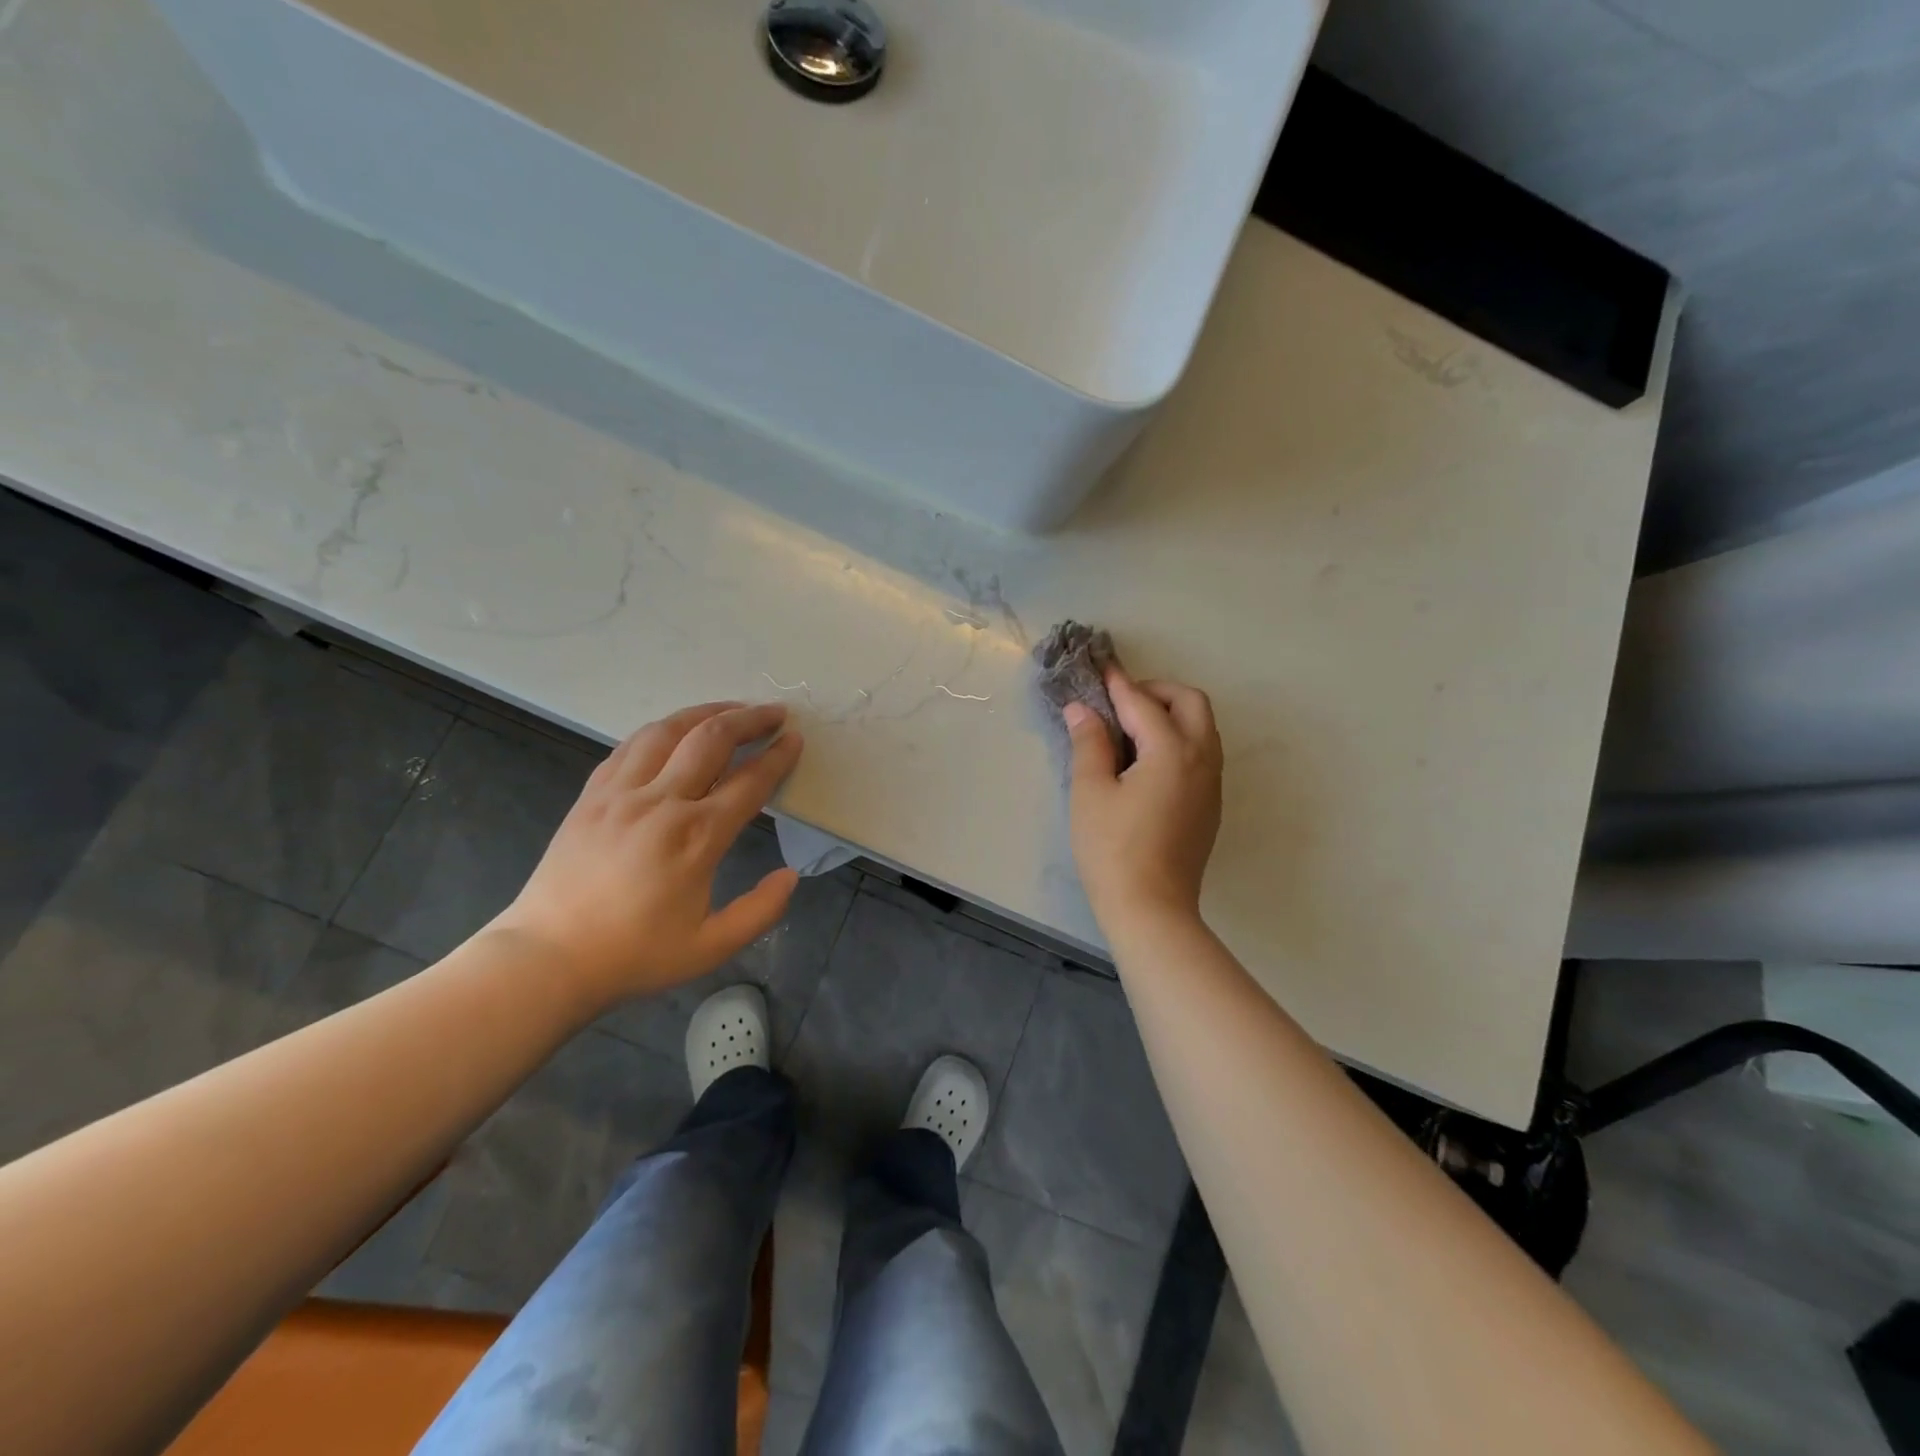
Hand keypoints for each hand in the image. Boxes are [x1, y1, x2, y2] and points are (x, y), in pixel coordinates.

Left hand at [491, 701, 803, 1010]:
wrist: (548, 959)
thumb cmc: (635, 955)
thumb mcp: (711, 947)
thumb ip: (760, 911)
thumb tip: (790, 875)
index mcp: (697, 837)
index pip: (749, 781)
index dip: (778, 756)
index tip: (795, 739)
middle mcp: (661, 802)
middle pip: (711, 739)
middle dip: (749, 719)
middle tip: (774, 712)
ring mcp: (620, 793)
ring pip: (668, 731)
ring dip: (706, 713)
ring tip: (730, 710)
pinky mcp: (592, 795)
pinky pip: (630, 746)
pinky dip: (661, 730)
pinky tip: (674, 731)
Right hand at [1064, 671, 1222, 934]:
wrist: (1151, 908)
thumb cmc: (1112, 849)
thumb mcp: (1090, 792)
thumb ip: (1089, 743)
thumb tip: (1082, 709)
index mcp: (1172, 751)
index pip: (1143, 703)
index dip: (1118, 684)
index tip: (1101, 668)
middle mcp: (1202, 758)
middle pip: (1190, 702)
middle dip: (1157, 691)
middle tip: (1120, 703)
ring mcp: (1212, 783)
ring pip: (1202, 727)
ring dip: (1171, 714)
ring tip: (1131, 729)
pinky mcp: (1211, 805)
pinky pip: (1202, 753)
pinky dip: (1179, 739)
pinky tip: (1148, 762)